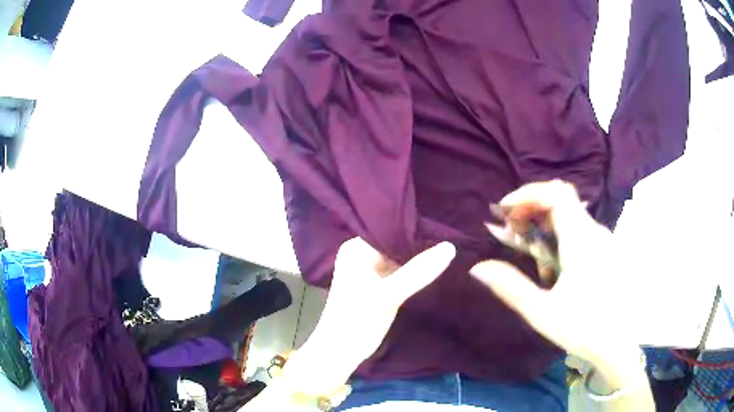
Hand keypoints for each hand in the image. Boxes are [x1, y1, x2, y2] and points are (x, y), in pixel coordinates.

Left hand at [280, 238, 455, 398]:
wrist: (341, 352)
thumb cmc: (356, 320)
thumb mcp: (387, 295)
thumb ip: (418, 272)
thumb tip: (450, 246)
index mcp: (357, 248)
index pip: (390, 227)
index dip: (416, 226)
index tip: (443, 224)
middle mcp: (362, 254)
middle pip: (396, 242)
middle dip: (420, 241)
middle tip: (451, 234)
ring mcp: (371, 270)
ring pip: (401, 257)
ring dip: (420, 256)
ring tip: (449, 245)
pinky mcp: (380, 285)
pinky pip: (401, 271)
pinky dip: (416, 270)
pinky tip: (437, 264)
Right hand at [472, 181, 639, 382]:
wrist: (618, 344)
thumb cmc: (582, 328)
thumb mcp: (541, 312)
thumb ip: (510, 287)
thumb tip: (478, 268)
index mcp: (581, 241)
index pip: (556, 194)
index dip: (528, 194)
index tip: (505, 210)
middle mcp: (594, 232)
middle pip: (562, 199)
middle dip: (532, 207)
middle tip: (511, 230)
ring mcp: (603, 239)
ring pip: (570, 213)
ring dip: (544, 221)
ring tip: (527, 246)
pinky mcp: (606, 250)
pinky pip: (579, 228)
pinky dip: (558, 232)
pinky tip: (551, 261)